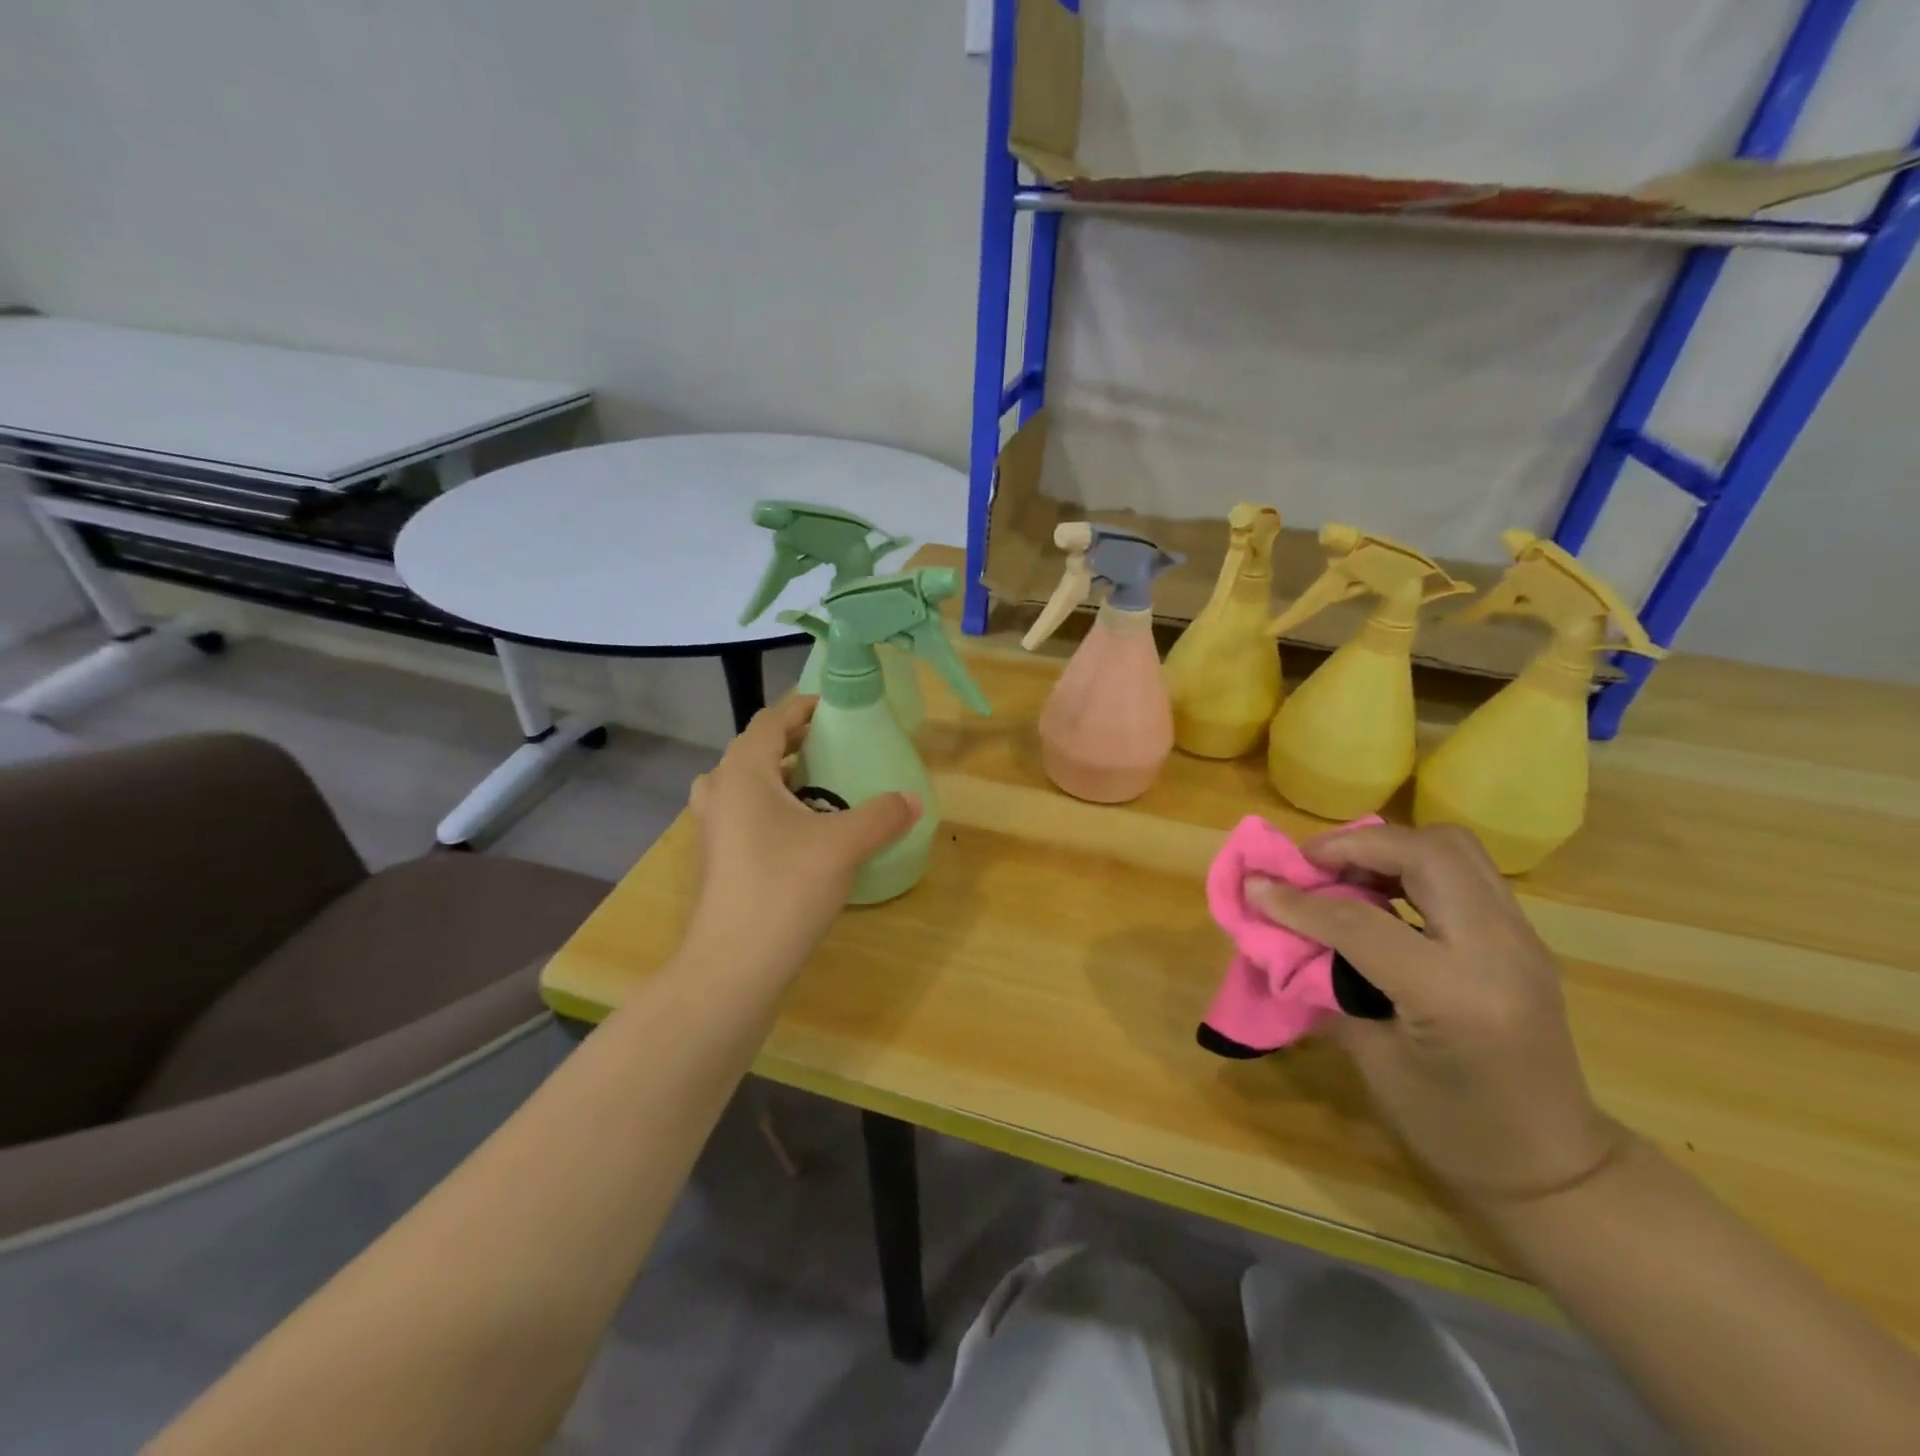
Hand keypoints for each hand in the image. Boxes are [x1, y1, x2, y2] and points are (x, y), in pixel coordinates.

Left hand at [687, 696, 919, 975]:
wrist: (734, 966)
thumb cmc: (785, 888)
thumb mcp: (844, 845)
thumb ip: (882, 814)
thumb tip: (913, 798)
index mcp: (743, 772)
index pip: (771, 720)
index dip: (803, 708)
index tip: (837, 708)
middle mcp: (719, 791)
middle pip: (754, 749)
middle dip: (792, 742)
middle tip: (833, 748)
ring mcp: (712, 828)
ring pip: (742, 784)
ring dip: (776, 776)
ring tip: (815, 786)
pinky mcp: (716, 859)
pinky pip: (741, 813)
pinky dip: (768, 807)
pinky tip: (800, 831)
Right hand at [1246, 823, 1623, 1207]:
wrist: (1556, 1166)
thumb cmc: (1454, 1130)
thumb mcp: (1375, 1063)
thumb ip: (1328, 987)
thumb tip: (1278, 937)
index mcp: (1455, 995)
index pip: (1361, 922)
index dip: (1298, 902)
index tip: (1255, 886)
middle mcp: (1498, 952)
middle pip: (1425, 853)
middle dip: (1356, 845)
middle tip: (1310, 866)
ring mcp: (1521, 939)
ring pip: (1452, 846)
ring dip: (1389, 847)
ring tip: (1344, 873)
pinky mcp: (1523, 937)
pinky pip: (1465, 871)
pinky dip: (1413, 864)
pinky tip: (1381, 894)